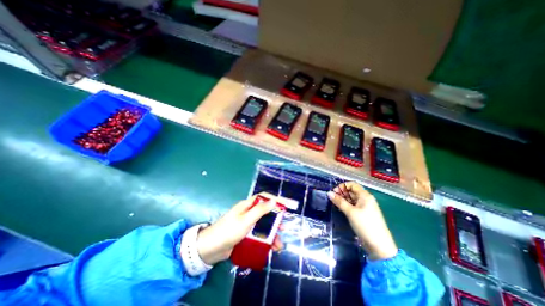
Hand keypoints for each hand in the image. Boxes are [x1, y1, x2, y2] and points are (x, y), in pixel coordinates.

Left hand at [194, 193, 282, 264]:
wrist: (210, 250)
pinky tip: (270, 248)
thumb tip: (274, 200)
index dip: (274, 199)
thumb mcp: (246, 220)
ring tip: (278, 246)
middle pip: (265, 213)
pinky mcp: (245, 235)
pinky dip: (265, 241)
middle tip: (283, 229)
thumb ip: (260, 210)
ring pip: (262, 226)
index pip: (263, 198)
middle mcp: (248, 213)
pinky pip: (258, 235)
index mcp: (247, 206)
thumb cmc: (229, 231)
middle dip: (275, 221)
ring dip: (271, 234)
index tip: (285, 205)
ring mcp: (246, 224)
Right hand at [325, 183, 398, 259]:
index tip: (334, 192)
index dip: (342, 186)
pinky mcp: (364, 214)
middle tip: (333, 199)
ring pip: (352, 199)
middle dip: (342, 193)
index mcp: (365, 196)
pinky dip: (347, 205)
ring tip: (335, 204)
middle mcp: (366, 199)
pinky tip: (341, 209)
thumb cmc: (365, 225)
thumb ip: (339, 201)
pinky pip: (354, 205)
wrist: (380, 246)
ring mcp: (365, 207)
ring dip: (343, 199)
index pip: (352, 185)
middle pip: (352, 191)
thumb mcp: (350, 212)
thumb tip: (329, 193)